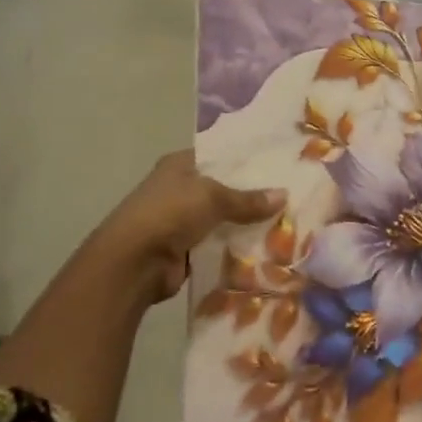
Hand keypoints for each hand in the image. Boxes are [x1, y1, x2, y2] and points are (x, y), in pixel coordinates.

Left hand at [79, 151, 284, 310]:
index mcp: (179, 165)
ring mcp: (180, 221)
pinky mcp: (184, 250)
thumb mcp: (214, 197)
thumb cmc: (170, 213)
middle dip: (251, 195)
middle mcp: (179, 189)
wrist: (132, 264)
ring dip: (245, 224)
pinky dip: (235, 247)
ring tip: (285, 222)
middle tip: (289, 196)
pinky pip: (217, 245)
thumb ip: (248, 198)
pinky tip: (265, 247)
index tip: (277, 165)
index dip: (246, 161)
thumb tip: (284, 195)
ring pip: (222, 219)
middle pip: (223, 189)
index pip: (219, 157)